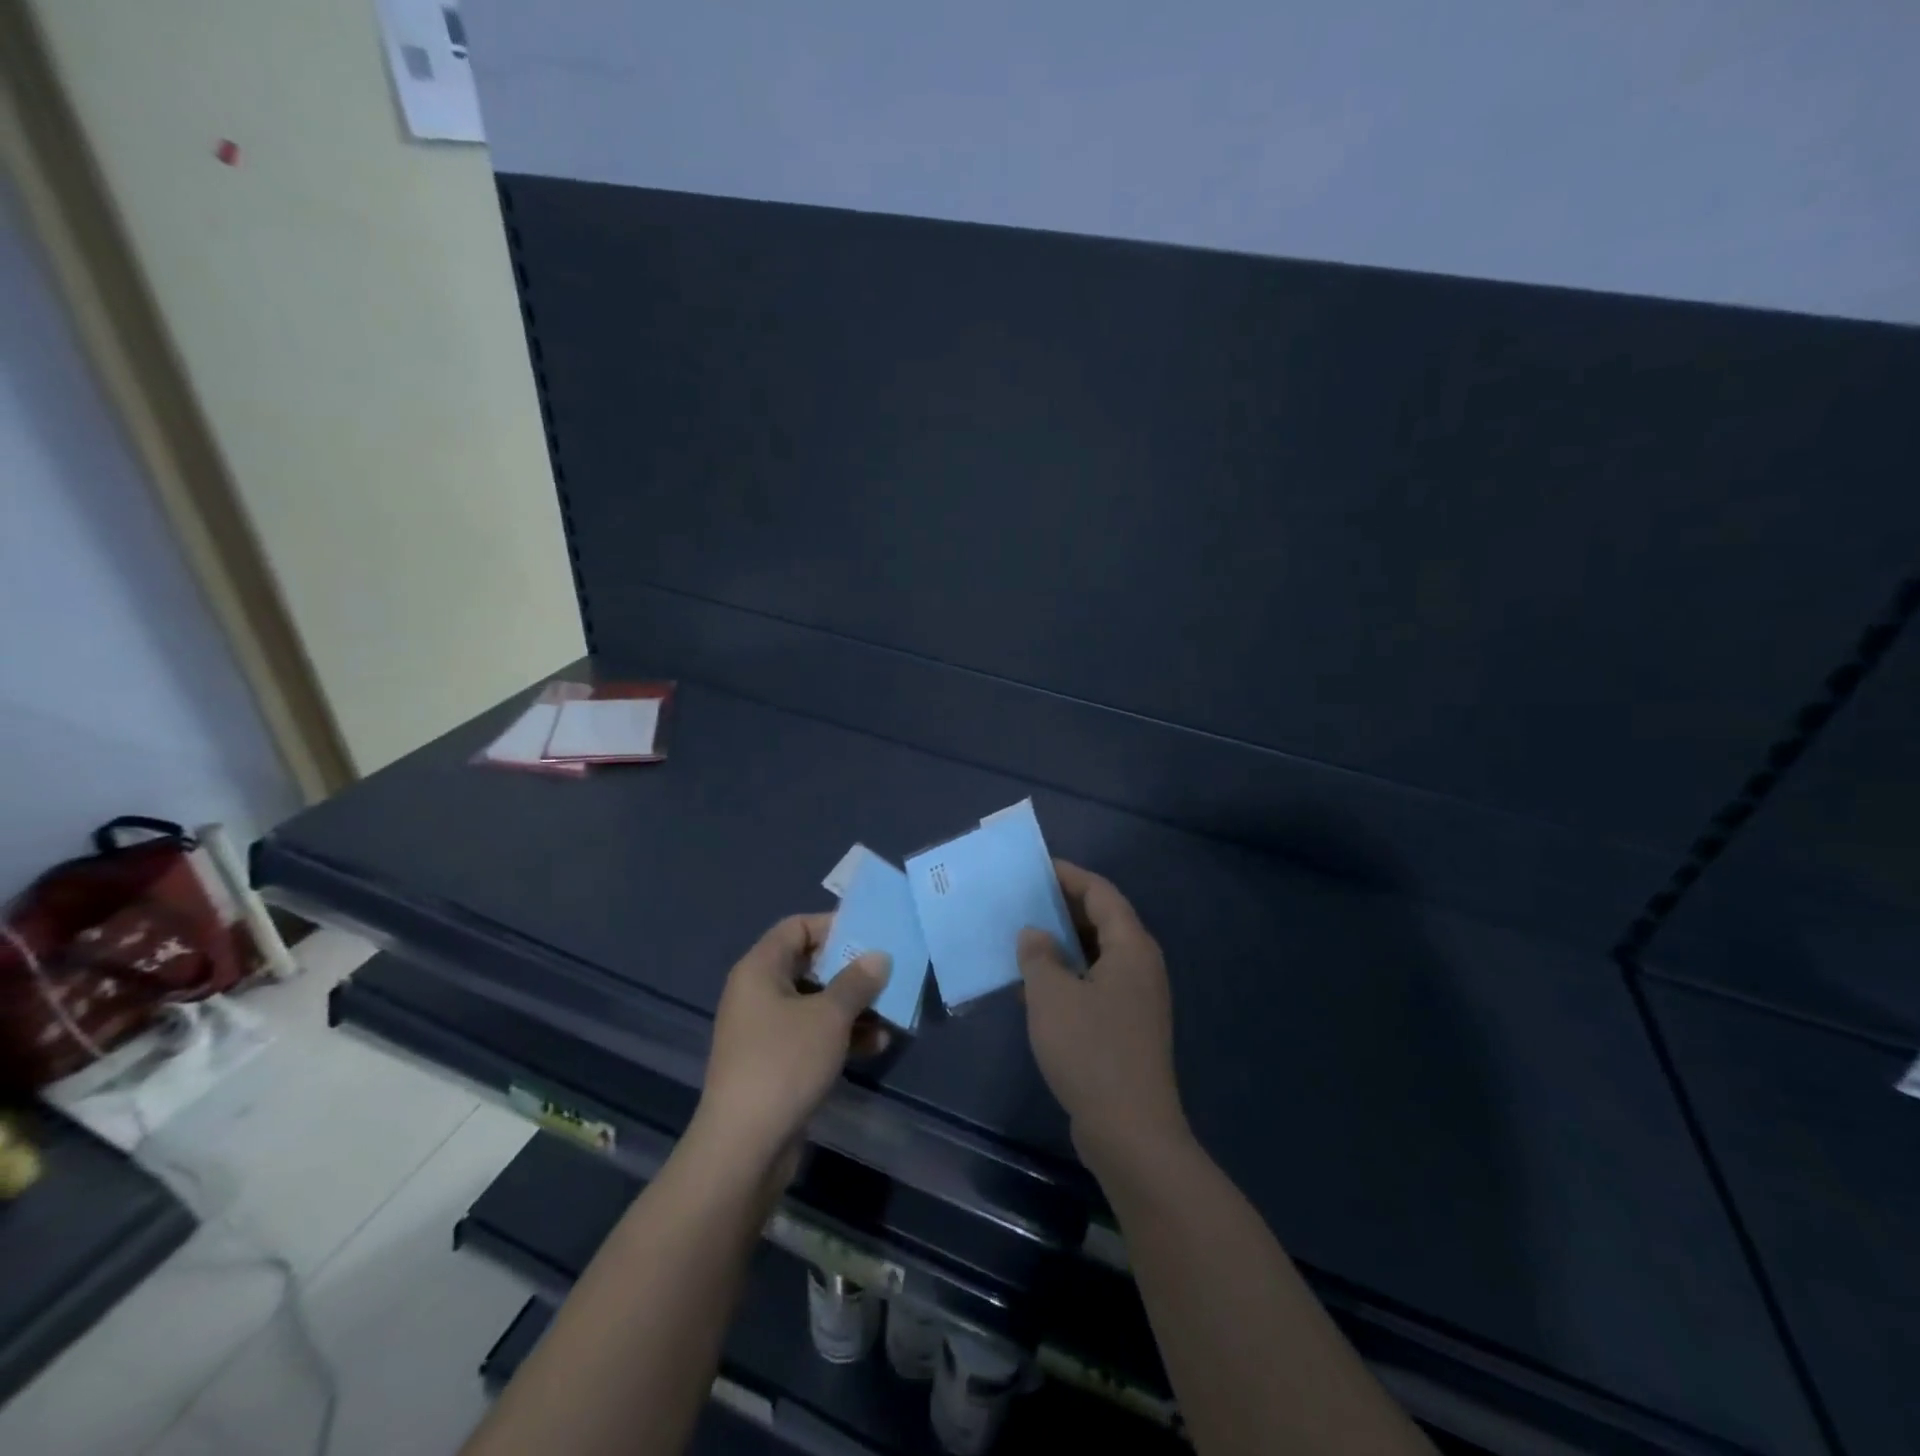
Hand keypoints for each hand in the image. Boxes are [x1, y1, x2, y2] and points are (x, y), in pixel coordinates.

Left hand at [694, 914, 891, 1172]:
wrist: (744, 1147)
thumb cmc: (785, 1063)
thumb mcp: (829, 1016)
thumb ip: (857, 981)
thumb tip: (878, 956)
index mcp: (760, 969)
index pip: (796, 927)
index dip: (833, 925)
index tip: (871, 934)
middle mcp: (758, 993)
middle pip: (809, 965)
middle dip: (850, 969)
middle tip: (888, 971)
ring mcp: (765, 1030)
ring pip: (815, 1003)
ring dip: (852, 1006)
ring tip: (892, 1011)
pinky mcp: (775, 1063)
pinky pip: (812, 1035)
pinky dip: (841, 1035)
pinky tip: (877, 1044)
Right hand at [1017, 862, 1189, 1171]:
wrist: (1130, 1132)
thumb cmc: (1090, 1051)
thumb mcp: (1051, 996)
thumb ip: (1039, 956)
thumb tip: (1035, 934)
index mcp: (1131, 947)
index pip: (1101, 893)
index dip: (1068, 876)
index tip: (1034, 869)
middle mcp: (1140, 966)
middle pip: (1102, 921)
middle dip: (1062, 908)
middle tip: (1022, 901)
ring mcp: (1136, 1000)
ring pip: (1097, 955)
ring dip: (1062, 944)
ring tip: (1022, 937)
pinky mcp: (1126, 1028)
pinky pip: (1095, 984)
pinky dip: (1067, 976)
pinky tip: (1034, 986)